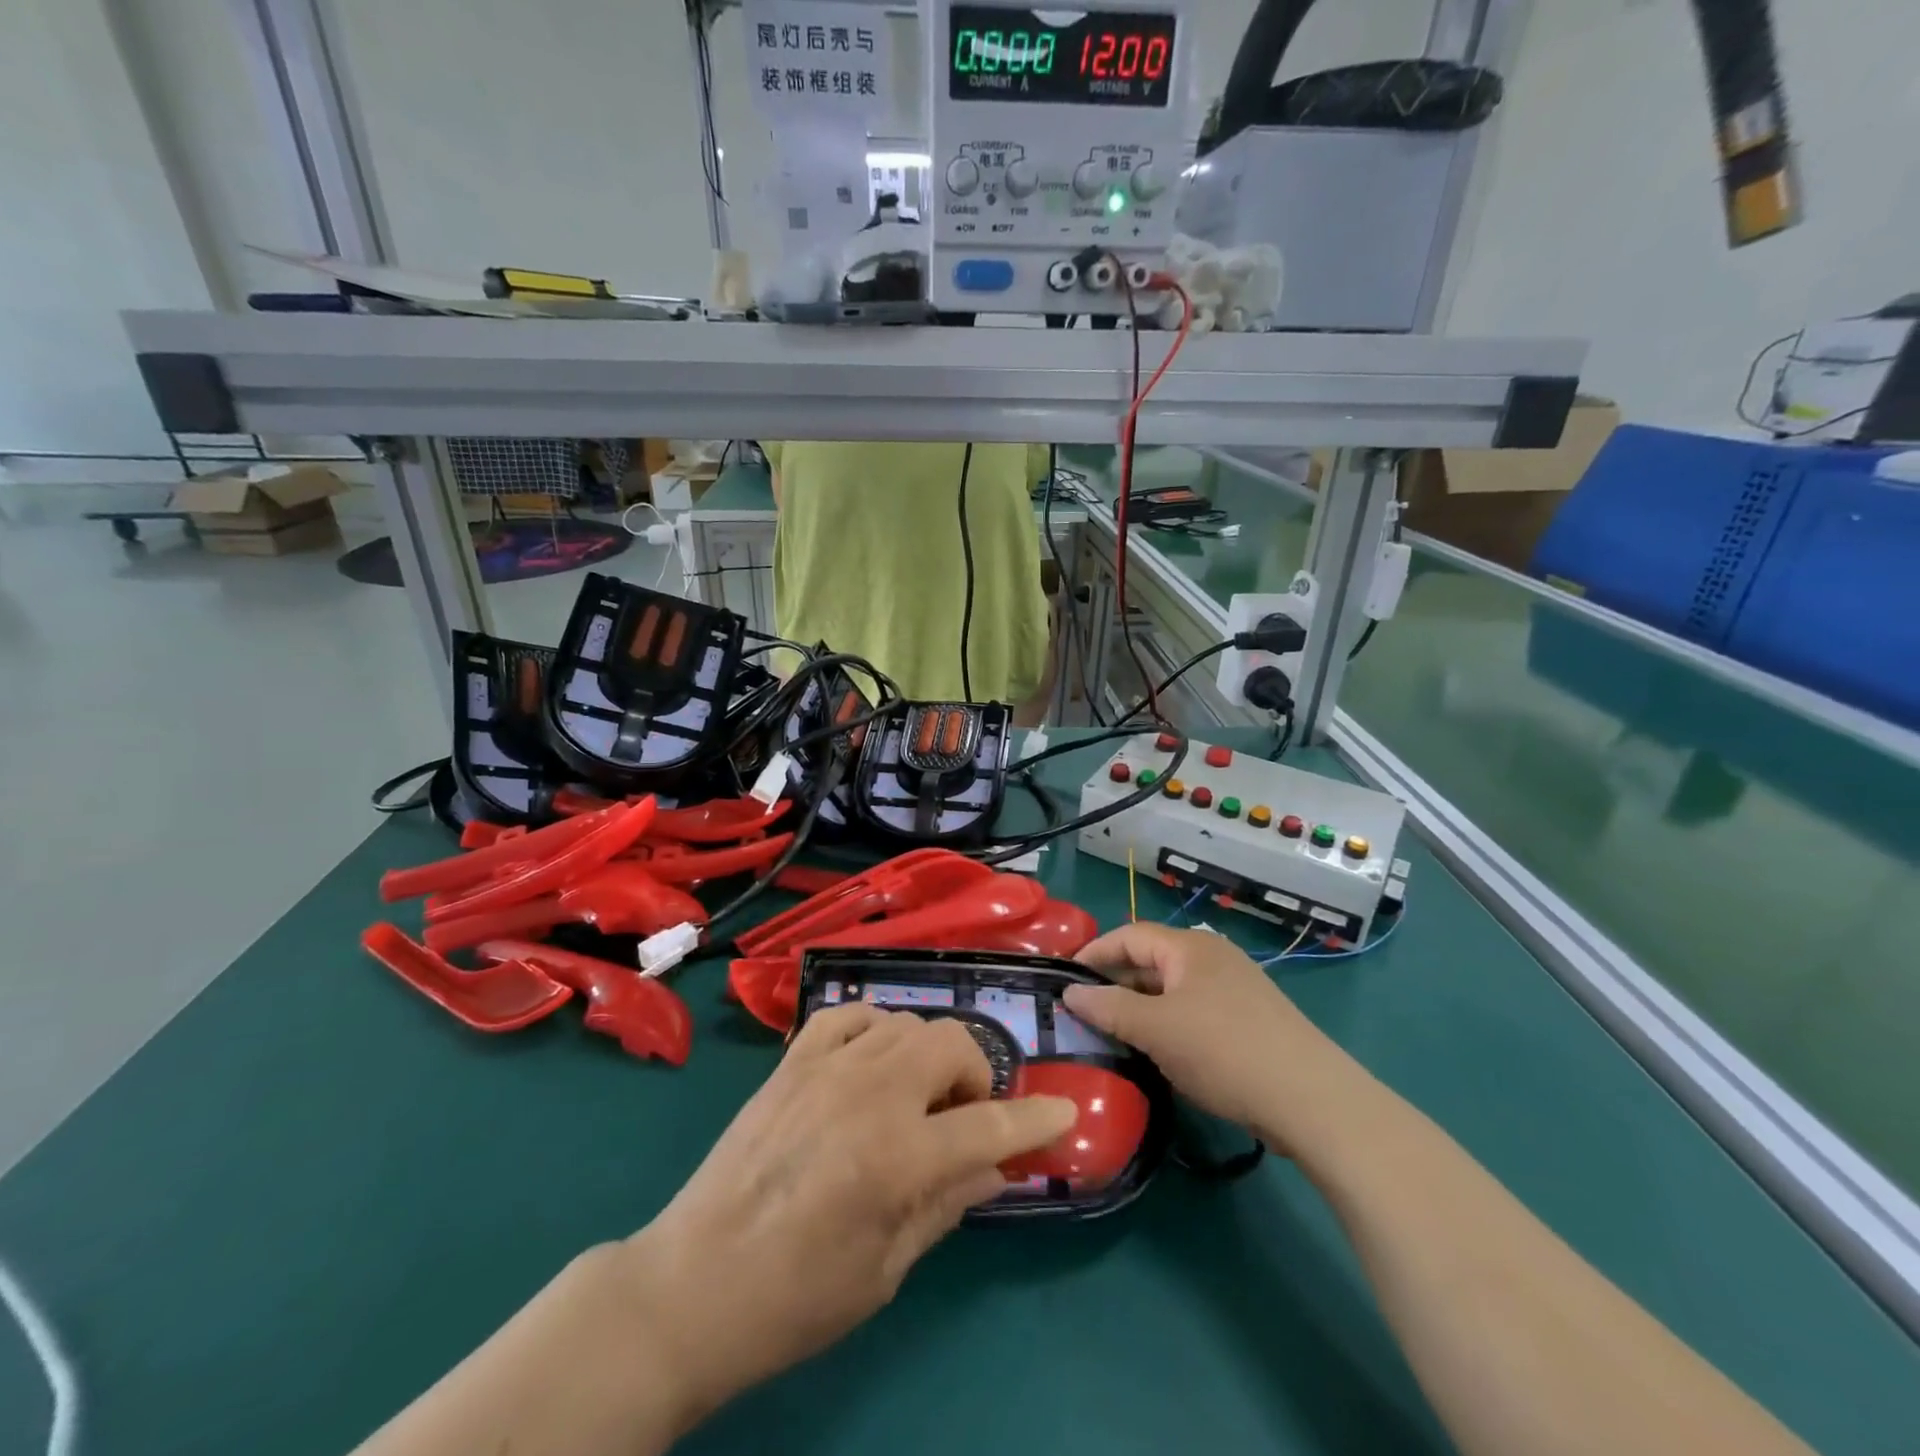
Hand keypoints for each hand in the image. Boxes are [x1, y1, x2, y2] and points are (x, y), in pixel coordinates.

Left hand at [619, 1005, 1077, 1431]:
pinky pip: (850, 1014)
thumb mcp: (887, 1269)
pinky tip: (872, 1060)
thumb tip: (996, 1168)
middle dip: (976, 1076)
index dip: (1035, 1118)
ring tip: (916, 1096)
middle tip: (963, 1118)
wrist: (692, 1284)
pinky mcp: (792, 1060)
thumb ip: (948, 1205)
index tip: (1062, 1114)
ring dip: (929, 1054)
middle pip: (952, 1043)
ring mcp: (827, 1066)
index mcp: (899, 1155)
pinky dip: (875, 1027)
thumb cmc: (796, 1297)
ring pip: (907, 1022)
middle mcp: (870, 1091)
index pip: (991, 1122)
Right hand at [1065, 924, 1345, 1139]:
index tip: (1064, 977)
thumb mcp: (1156, 1030)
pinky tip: (1160, 1052)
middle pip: (1151, 959)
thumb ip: (1109, 1008)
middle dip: (1116, 983)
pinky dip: (1169, 1023)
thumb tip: (1069, 992)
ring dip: (1141, 1006)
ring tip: (1114, 1033)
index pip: (1129, 935)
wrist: (1311, 1099)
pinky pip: (1194, 1010)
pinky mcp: (1249, 1020)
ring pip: (1172, 989)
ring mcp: (1235, 988)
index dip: (1094, 953)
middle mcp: (1212, 957)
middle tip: (1084, 1010)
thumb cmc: (1223, 1051)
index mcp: (1189, 947)